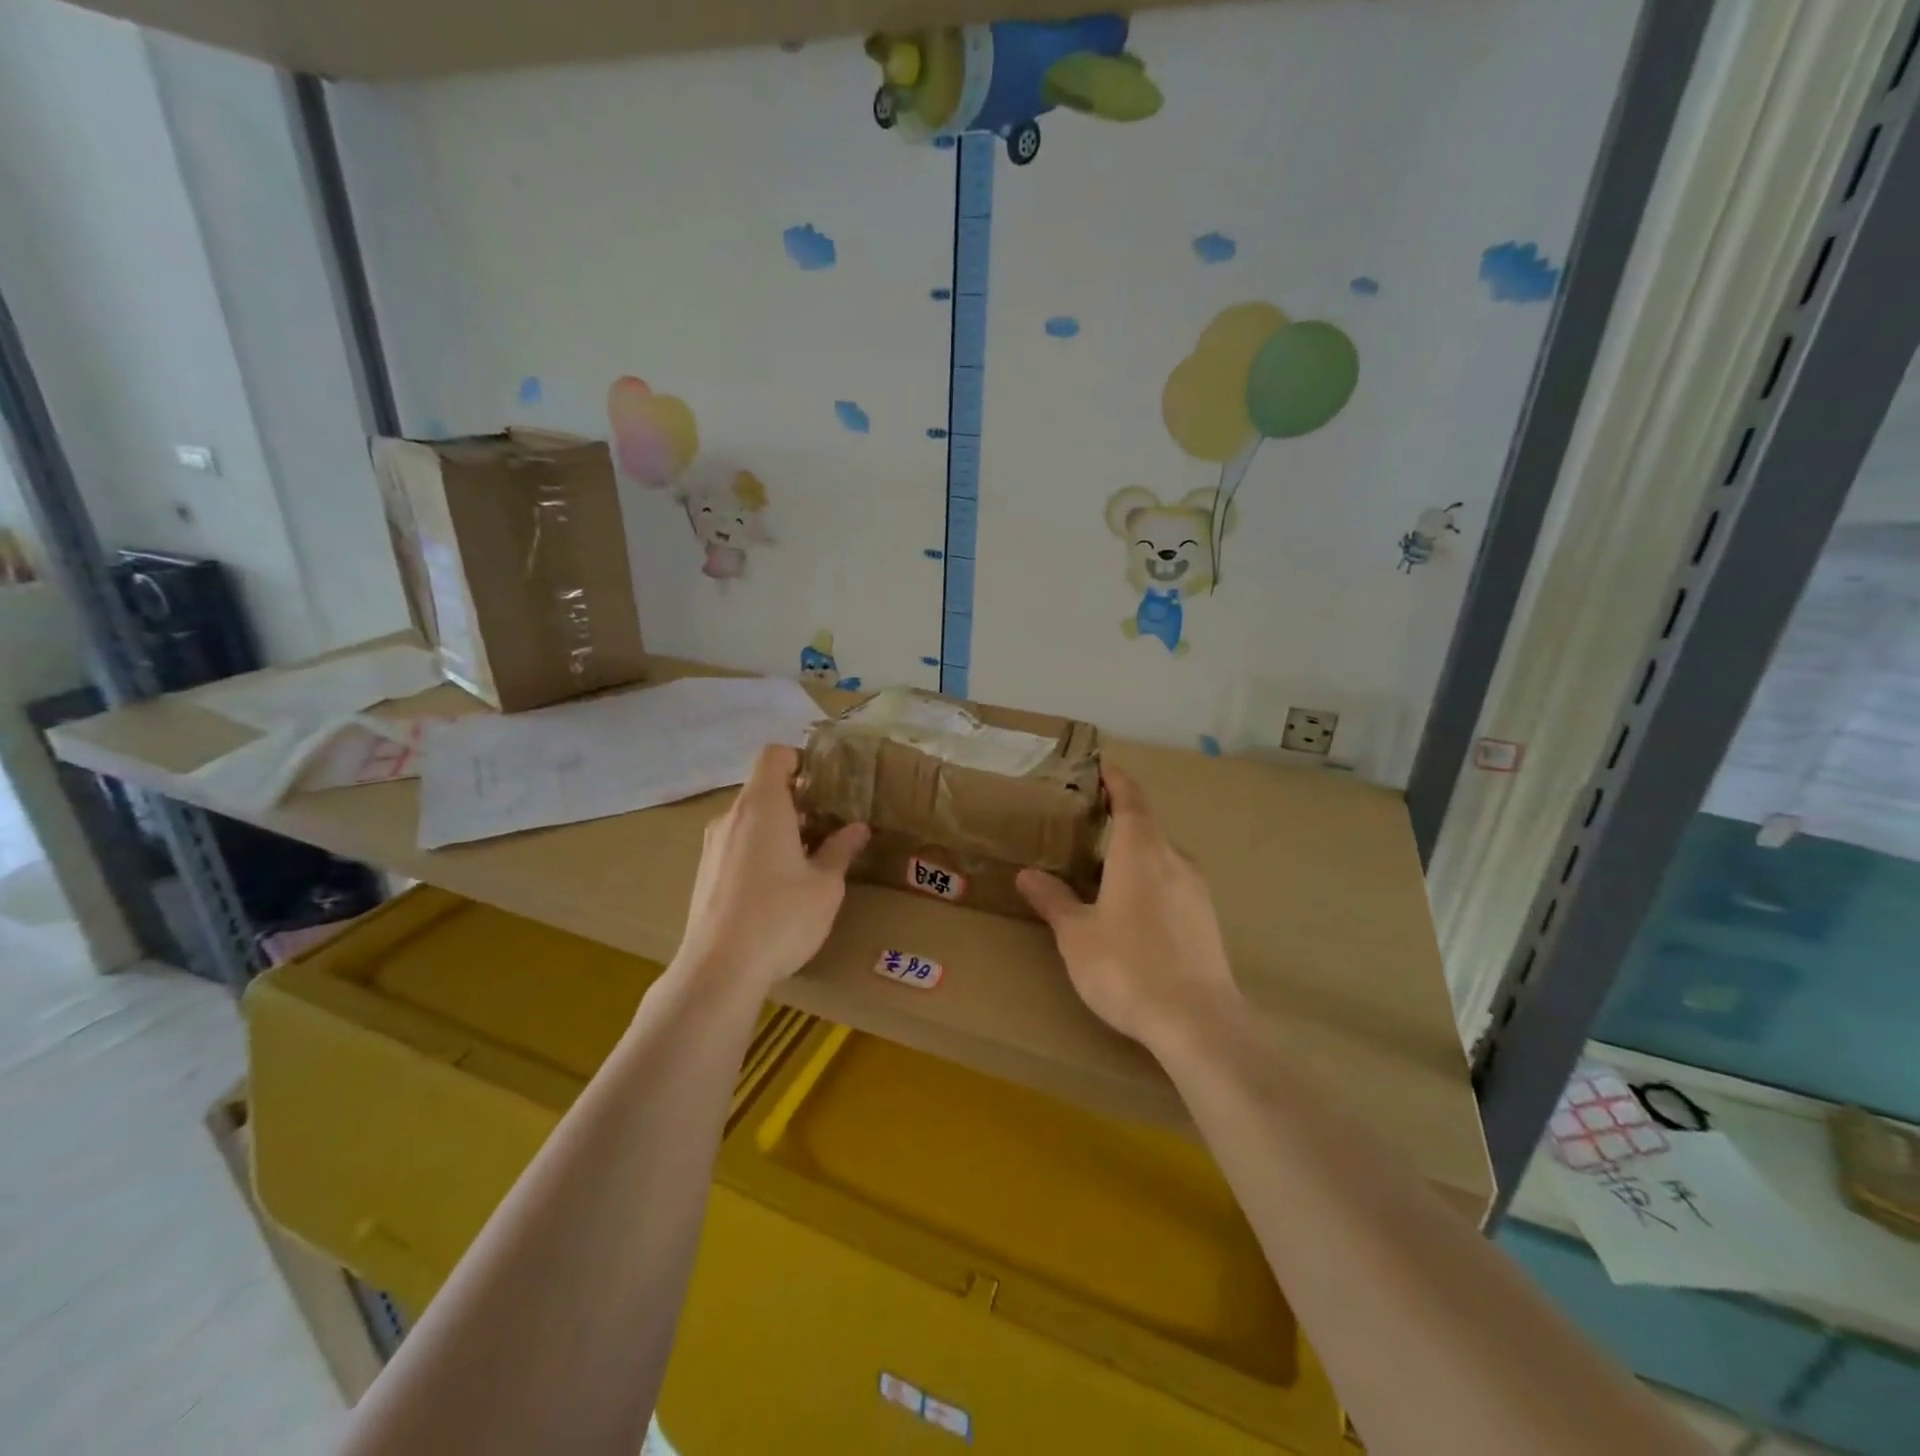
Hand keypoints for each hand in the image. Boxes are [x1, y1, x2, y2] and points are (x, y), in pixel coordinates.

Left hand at [673, 745, 869, 998]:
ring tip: (808, 861)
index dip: (800, 759)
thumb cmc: (781, 917)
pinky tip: (778, 889)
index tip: (826, 785)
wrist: (719, 970)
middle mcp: (731, 817)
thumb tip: (857, 828)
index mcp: (762, 806)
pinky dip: (760, 850)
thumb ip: (840, 850)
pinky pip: (737, 845)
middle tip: (829, 827)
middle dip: (798, 801)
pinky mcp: (704, 874)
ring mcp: (713, 846)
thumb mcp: (825, 885)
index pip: (774, 755)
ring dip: (779, 829)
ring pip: (750, 820)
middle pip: (763, 789)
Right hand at [1017, 767, 1243, 1054]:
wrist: (1197, 1022)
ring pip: (1162, 858)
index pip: (1131, 800)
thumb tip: (1027, 874)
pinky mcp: (1207, 920)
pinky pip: (1174, 885)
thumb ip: (1054, 900)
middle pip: (1147, 828)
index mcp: (1141, 851)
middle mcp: (1174, 860)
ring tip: (1105, 873)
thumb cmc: (1127, 967)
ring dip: (1135, 855)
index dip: (1117, 781)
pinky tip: (1134, 913)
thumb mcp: (1077, 934)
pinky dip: (1151, 883)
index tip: (1103, 768)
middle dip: (1120, 822)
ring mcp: (1197, 891)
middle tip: (1089, 825)